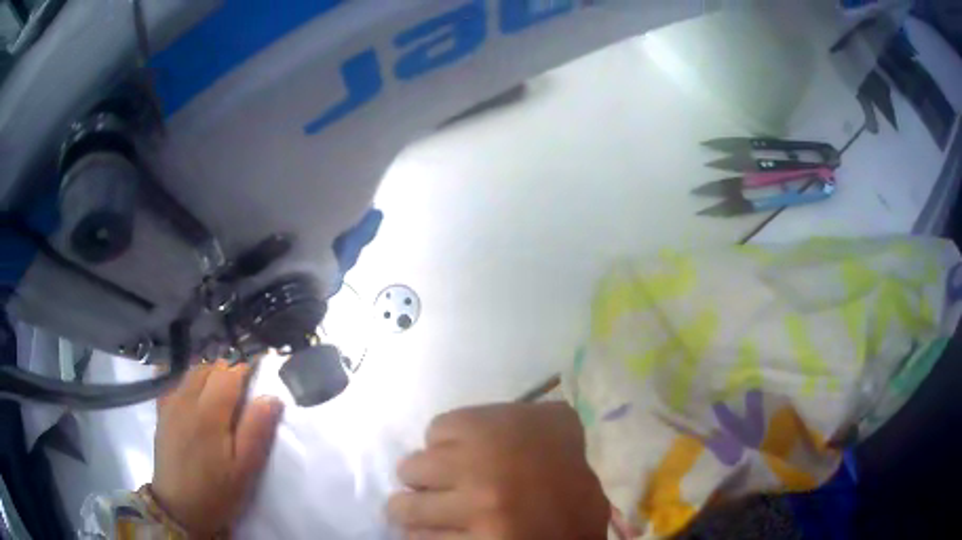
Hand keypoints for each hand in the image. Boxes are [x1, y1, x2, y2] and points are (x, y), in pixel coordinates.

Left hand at [151, 362, 283, 536]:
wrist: (179, 509)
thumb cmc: (217, 491)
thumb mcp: (245, 469)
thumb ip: (257, 430)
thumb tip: (272, 396)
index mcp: (209, 411)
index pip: (230, 373)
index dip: (247, 371)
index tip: (260, 380)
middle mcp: (186, 399)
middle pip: (210, 368)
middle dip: (229, 372)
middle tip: (244, 395)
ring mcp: (170, 403)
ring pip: (193, 372)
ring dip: (210, 375)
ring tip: (223, 397)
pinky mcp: (162, 412)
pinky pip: (177, 383)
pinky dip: (192, 383)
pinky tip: (197, 400)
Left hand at [387, 402, 609, 538]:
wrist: (582, 527)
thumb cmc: (569, 475)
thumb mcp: (554, 425)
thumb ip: (510, 416)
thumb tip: (467, 427)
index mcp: (495, 431)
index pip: (435, 430)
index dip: (443, 445)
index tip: (453, 457)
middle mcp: (477, 466)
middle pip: (411, 468)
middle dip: (421, 479)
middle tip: (434, 488)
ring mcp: (472, 510)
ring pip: (406, 508)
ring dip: (412, 511)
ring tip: (424, 514)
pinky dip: (425, 537)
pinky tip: (437, 534)